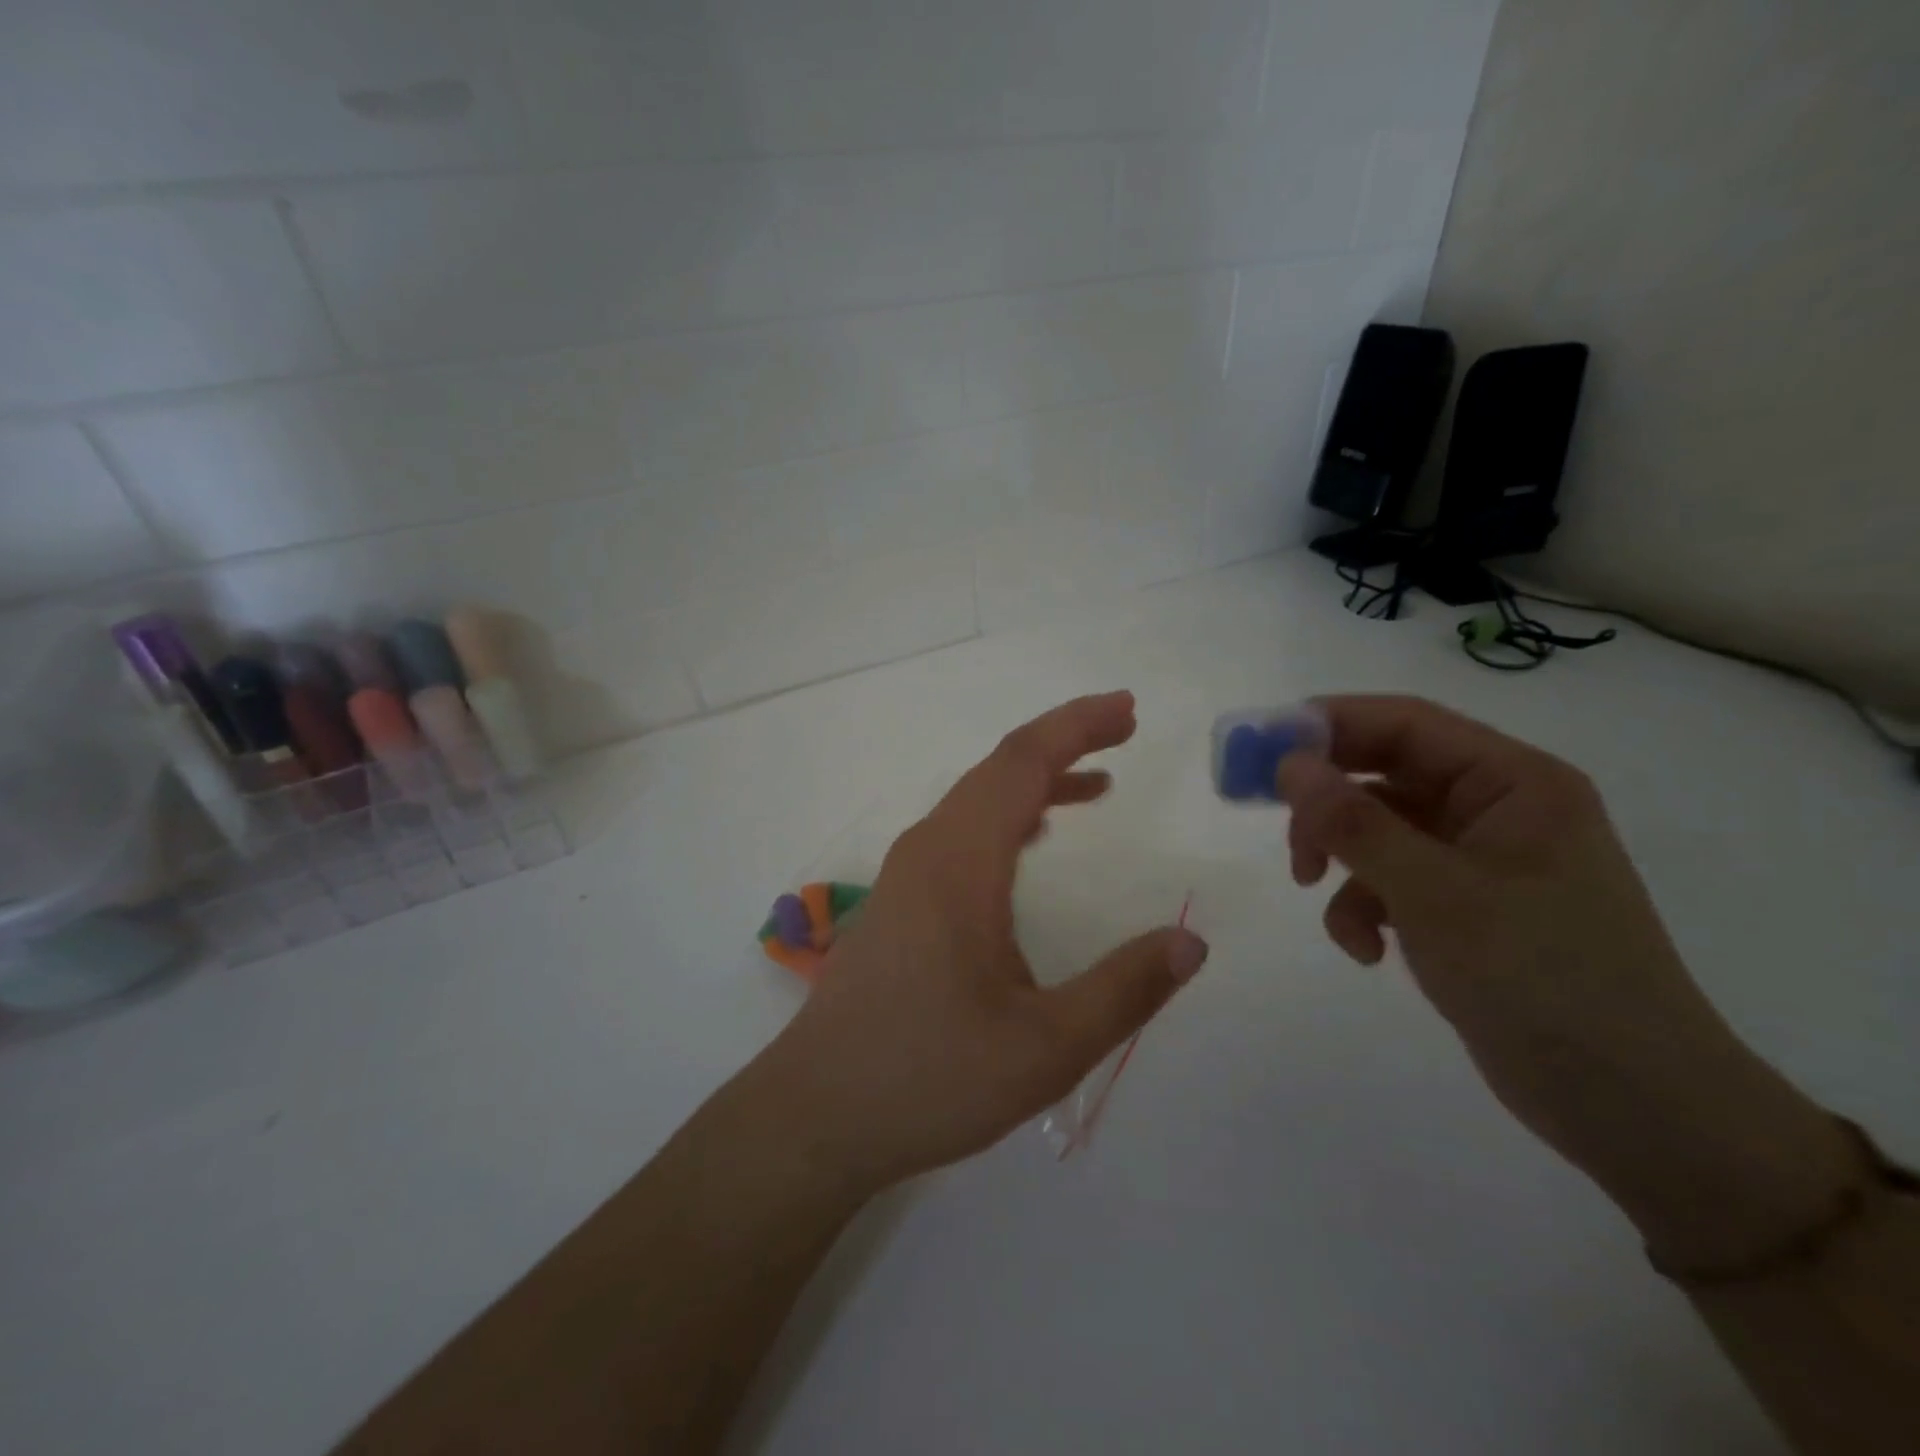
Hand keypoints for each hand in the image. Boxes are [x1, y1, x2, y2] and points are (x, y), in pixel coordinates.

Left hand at [751, 692, 1207, 1194]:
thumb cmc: (928, 1078)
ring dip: (1035, 782)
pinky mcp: (899, 901)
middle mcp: (927, 851)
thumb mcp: (1045, 1048)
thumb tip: (1191, 942)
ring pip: (976, 802)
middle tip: (1123, 732)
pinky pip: (960, 833)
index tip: (1126, 709)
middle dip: (1063, 743)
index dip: (1075, 726)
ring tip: (1095, 786)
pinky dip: (1006, 818)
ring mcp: (905, 874)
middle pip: (998, 770)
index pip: (1021, 764)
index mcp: (960, 863)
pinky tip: (1031, 842)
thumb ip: (1123, 991)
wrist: (817, 1114)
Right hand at [1279, 695, 1857, 1269]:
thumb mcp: (1437, 895)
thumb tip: (1287, 764)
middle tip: (1273, 822)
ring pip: (1377, 828)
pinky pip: (1388, 880)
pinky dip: (1361, 906)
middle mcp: (1496, 808)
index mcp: (1513, 782)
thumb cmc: (1546, 982)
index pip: (1405, 723)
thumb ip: (1356, 824)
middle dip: (1325, 801)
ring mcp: (1479, 859)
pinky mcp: (1462, 907)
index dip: (1326, 725)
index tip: (1258, 750)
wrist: (1636, 1111)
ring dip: (1339, 857)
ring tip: (1316, 894)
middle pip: (1383, 772)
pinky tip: (1367, 950)